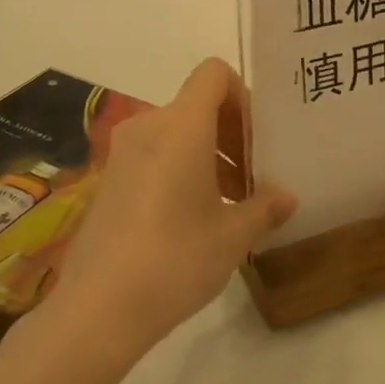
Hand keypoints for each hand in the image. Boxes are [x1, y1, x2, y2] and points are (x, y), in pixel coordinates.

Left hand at [45, 58, 295, 360]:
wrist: (98, 309)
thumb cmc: (176, 259)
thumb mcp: (233, 236)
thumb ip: (264, 207)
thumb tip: (287, 197)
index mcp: (182, 125)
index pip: (215, 74)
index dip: (242, 96)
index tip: (256, 142)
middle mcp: (148, 126)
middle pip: (197, 106)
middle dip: (231, 135)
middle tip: (251, 181)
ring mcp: (121, 153)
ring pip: (175, 134)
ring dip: (207, 156)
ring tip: (227, 205)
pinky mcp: (107, 180)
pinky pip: (153, 156)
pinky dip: (178, 171)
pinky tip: (190, 221)